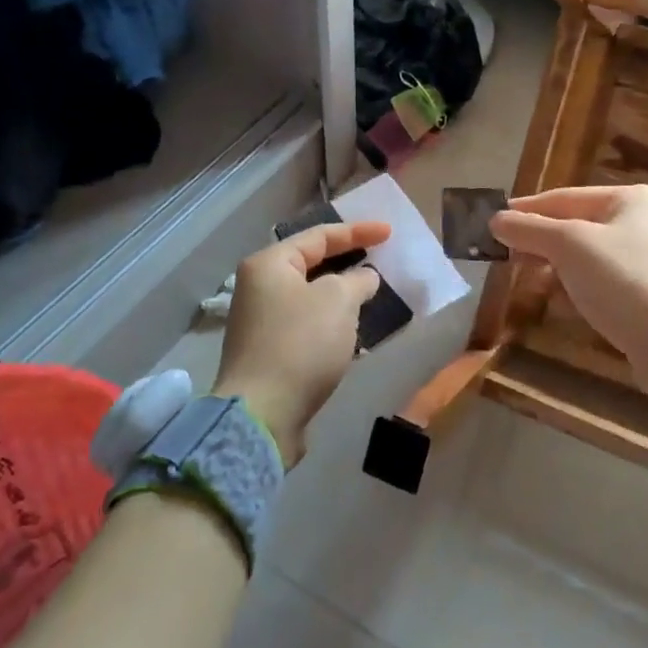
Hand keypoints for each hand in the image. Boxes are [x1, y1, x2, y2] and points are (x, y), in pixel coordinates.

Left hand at [212, 220, 391, 465]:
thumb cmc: (300, 344)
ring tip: (371, 294)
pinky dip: (330, 321)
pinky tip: (352, 331)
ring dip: (340, 295)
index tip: (389, 233)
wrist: (262, 415)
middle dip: (347, 262)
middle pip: (310, 264)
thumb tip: (363, 278)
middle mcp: (258, 288)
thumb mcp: (338, 301)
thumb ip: (356, 280)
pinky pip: (306, 324)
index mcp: (268, 264)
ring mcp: (260, 323)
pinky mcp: (268, 354)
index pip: (318, 236)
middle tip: (379, 259)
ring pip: (309, 297)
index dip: (357, 232)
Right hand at [490, 185, 647, 404]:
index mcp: (628, 198)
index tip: (491, 223)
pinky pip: (598, 279)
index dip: (525, 211)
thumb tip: (494, 220)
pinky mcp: (642, 291)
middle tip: (503, 255)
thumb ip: (529, 229)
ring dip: (553, 266)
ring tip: (527, 279)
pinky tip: (558, 301)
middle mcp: (639, 221)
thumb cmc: (622, 281)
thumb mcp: (568, 247)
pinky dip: (575, 286)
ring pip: (583, 255)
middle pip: (572, 225)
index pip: (563, 197)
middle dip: (538, 241)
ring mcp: (644, 257)